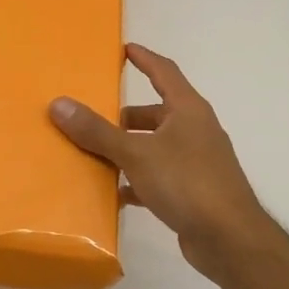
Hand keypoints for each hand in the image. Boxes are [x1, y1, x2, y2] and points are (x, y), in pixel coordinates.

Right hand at [51, 43, 278, 280]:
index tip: (124, 49)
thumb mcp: (136, 154)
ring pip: (155, 146)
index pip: (164, 72)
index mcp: (188, 110)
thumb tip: (59, 104)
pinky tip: (114, 193)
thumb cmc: (187, 183)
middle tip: (93, 118)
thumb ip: (97, 131)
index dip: (144, 59)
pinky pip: (158, 176)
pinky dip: (137, 180)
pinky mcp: (193, 191)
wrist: (230, 240)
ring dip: (128, 149)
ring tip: (95, 155)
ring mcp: (197, 162)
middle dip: (125, 116)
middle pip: (156, 113)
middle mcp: (195, 130)